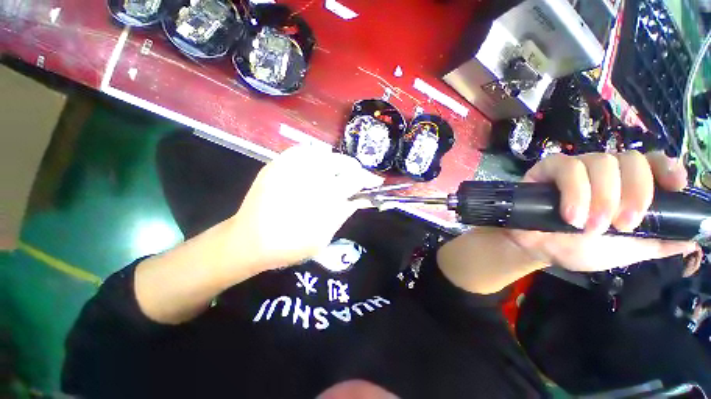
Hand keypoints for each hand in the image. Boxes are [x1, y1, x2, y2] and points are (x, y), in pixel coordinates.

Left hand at [227, 145, 383, 272]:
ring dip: (335, 163)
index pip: (355, 179)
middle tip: (354, 180)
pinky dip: (315, 157)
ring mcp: (290, 167)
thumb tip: (361, 199)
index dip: (368, 179)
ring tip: (335, 175)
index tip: (375, 182)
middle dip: (353, 170)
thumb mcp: (324, 236)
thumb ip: (344, 213)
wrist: (249, 241)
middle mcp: (310, 176)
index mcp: (323, 196)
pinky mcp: (276, 164)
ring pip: (324, 153)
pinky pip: (303, 151)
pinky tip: (315, 168)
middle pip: (342, 162)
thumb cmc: (290, 245)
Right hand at [505, 151, 696, 271]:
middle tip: (623, 225)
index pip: (652, 162)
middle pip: (630, 160)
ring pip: (600, 162)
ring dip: (600, 197)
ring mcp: (576, 168)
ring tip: (589, 226)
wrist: (537, 248)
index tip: (674, 187)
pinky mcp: (548, 169)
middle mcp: (605, 172)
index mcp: (626, 186)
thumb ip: (661, 242)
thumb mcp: (628, 251)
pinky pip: (567, 167)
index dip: (666, 168)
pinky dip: (575, 190)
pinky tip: (571, 215)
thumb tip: (696, 237)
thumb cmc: (580, 249)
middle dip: (633, 193)